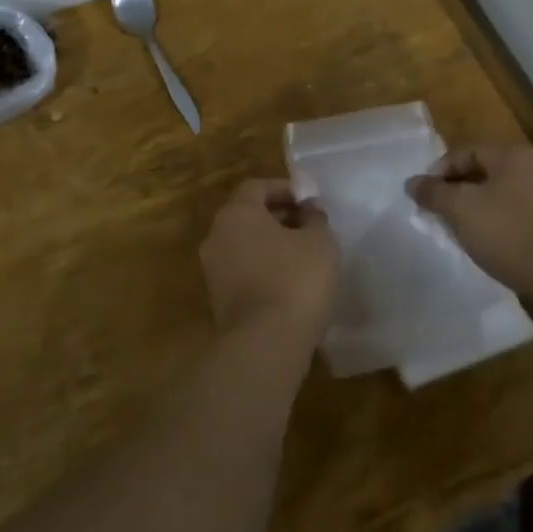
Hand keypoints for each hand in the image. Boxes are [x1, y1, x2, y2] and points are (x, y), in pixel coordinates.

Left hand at [199, 180, 338, 347]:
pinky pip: (243, 271)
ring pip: (245, 245)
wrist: (264, 345)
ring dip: (272, 244)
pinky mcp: (218, 300)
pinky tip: (291, 282)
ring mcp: (213, 270)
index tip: (310, 201)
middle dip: (279, 216)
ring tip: (305, 255)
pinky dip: (265, 268)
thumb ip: (315, 218)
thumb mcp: (319, 242)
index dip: (285, 189)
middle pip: (248, 215)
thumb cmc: (294, 279)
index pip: (257, 187)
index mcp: (236, 213)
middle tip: (310, 225)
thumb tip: (310, 209)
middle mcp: (217, 236)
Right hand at [406, 145, 532, 317]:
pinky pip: (512, 215)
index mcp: (513, 155)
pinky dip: (494, 224)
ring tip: (456, 230)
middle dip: (455, 190)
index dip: (439, 171)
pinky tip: (483, 244)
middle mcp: (532, 168)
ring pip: (497, 195)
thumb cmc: (509, 233)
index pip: (465, 151)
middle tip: (436, 212)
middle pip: (482, 171)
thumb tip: (412, 182)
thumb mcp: (461, 209)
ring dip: (473, 209)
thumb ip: (434, 192)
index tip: (423, 196)